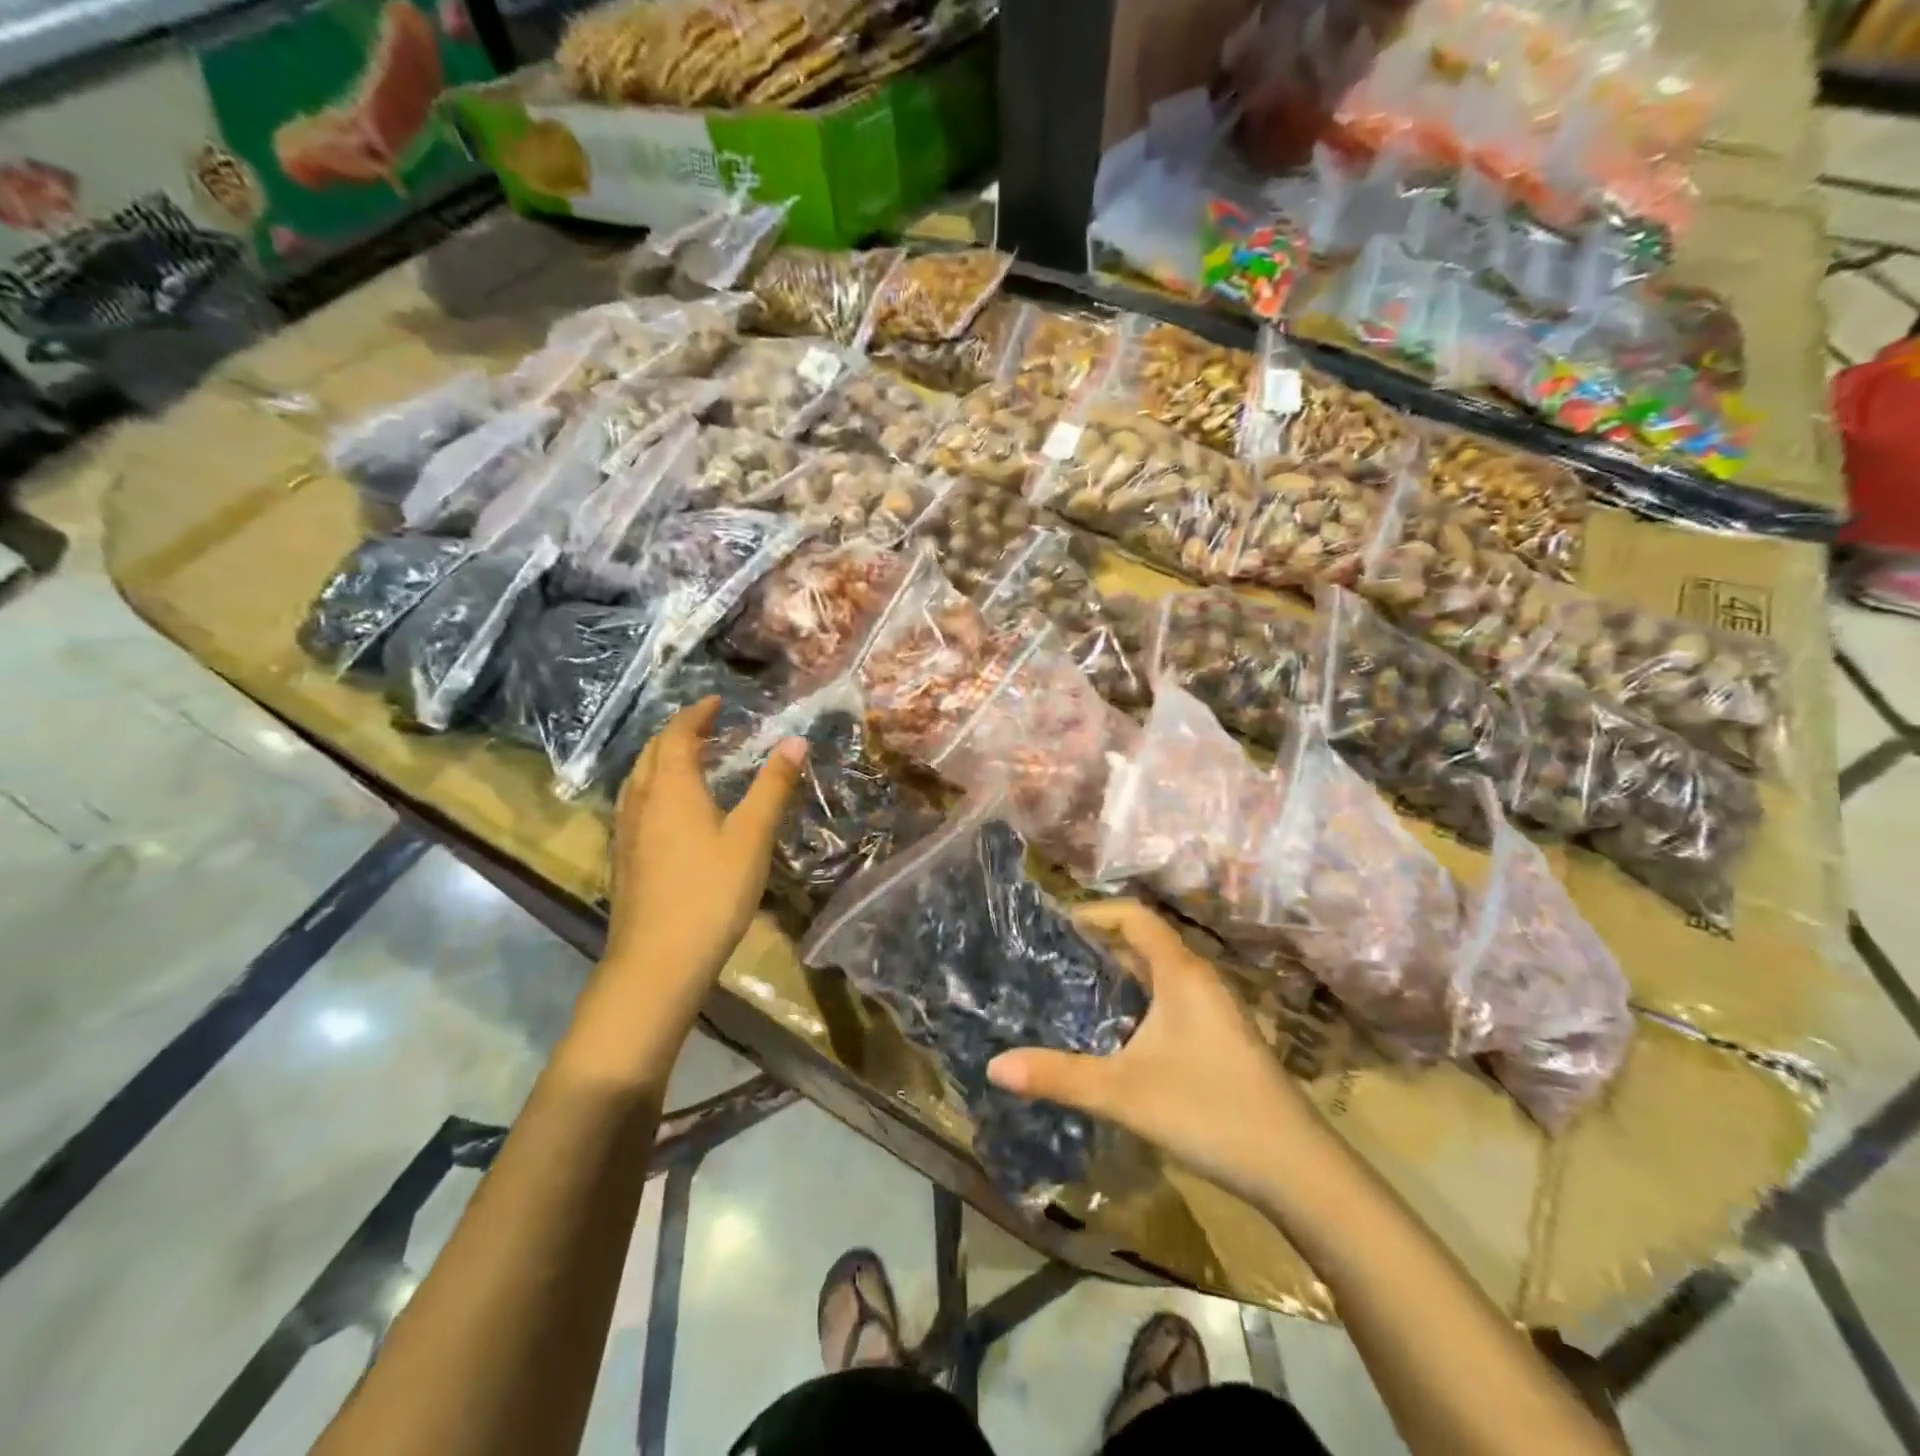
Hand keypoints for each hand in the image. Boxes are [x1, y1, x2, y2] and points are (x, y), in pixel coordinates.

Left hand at [602, 697, 805, 991]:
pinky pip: (637, 803)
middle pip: (653, 752)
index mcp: (671, 787)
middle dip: (679, 732)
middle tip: (708, 727)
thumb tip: (795, 740)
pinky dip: (656, 787)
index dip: (697, 714)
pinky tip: (672, 810)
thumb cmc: (711, 891)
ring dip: (664, 759)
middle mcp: (642, 800)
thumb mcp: (752, 836)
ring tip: (692, 761)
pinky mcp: (624, 858)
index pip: (678, 734)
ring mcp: (627, 830)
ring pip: (640, 778)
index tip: (717, 701)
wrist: (658, 960)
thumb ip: (773, 786)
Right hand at [987, 900, 1314, 1204]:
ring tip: (1071, 992)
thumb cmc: (1210, 1111)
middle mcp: (1199, 979)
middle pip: (1143, 942)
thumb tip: (994, 1066)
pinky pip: (1170, 1000)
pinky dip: (1138, 1001)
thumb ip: (1059, 1077)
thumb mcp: (1124, 1093)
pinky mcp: (1221, 1038)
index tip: (1052, 926)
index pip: (1134, 916)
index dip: (1093, 912)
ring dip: (1118, 975)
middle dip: (1097, 945)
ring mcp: (1215, 1010)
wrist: (1296, 1169)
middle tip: (1049, 960)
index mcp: (1181, 973)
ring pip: (1158, 974)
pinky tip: (1115, 1035)